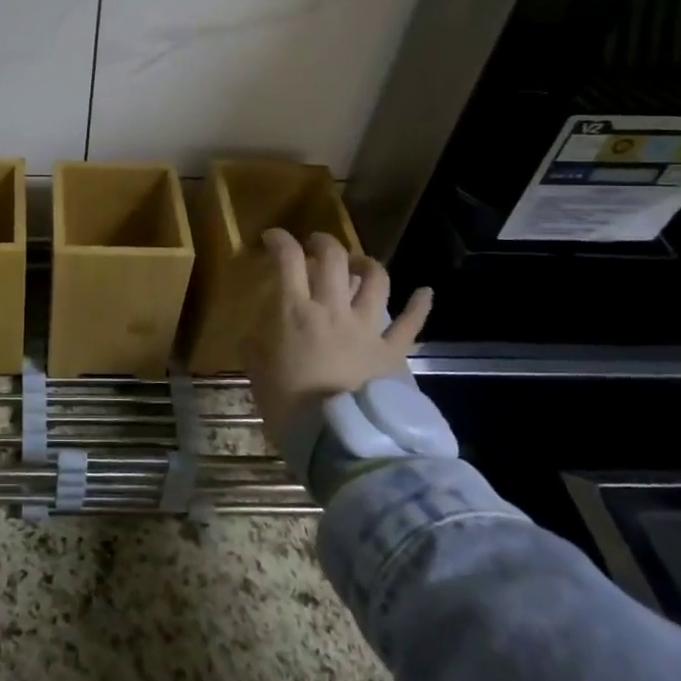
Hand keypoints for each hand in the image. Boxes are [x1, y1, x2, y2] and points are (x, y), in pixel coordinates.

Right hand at [247, 230, 433, 450]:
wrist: (339, 442)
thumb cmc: (290, 407)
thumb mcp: (258, 372)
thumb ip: (255, 345)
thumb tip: (256, 333)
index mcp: (295, 312)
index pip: (287, 259)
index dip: (279, 240)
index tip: (272, 238)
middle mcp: (333, 309)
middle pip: (333, 258)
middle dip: (323, 242)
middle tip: (315, 245)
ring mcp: (367, 328)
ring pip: (375, 280)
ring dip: (366, 263)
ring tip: (358, 263)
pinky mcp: (392, 351)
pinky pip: (411, 323)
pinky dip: (420, 305)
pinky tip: (425, 292)